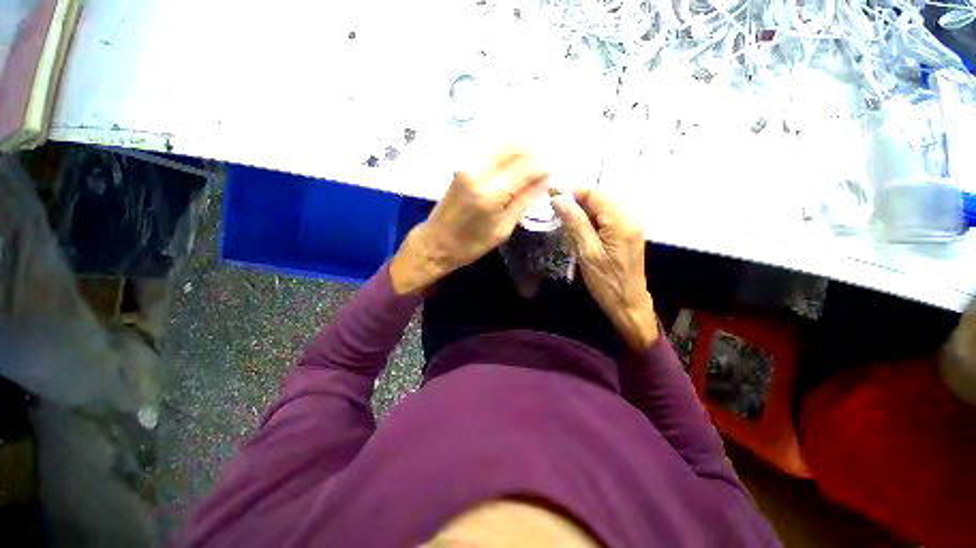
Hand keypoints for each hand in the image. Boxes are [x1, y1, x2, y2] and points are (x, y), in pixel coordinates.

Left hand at [390, 150, 548, 293]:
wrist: (435, 243)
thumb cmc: (471, 245)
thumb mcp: (502, 230)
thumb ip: (523, 202)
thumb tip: (545, 181)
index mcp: (491, 194)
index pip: (527, 166)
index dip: (543, 165)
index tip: (553, 170)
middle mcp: (478, 172)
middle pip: (514, 147)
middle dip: (534, 151)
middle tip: (545, 164)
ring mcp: (467, 166)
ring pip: (502, 145)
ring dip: (521, 149)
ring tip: (532, 164)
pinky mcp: (462, 166)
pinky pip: (490, 151)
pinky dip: (506, 153)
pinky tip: (514, 164)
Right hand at [551, 188, 657, 352]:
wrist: (628, 303)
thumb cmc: (606, 282)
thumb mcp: (587, 252)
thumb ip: (574, 223)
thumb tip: (558, 198)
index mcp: (621, 220)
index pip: (594, 194)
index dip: (571, 191)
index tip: (549, 192)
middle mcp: (629, 215)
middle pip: (599, 197)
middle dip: (575, 200)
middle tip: (553, 208)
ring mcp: (629, 223)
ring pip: (600, 206)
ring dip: (581, 209)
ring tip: (561, 217)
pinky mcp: (625, 231)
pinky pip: (605, 216)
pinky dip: (589, 218)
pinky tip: (576, 226)